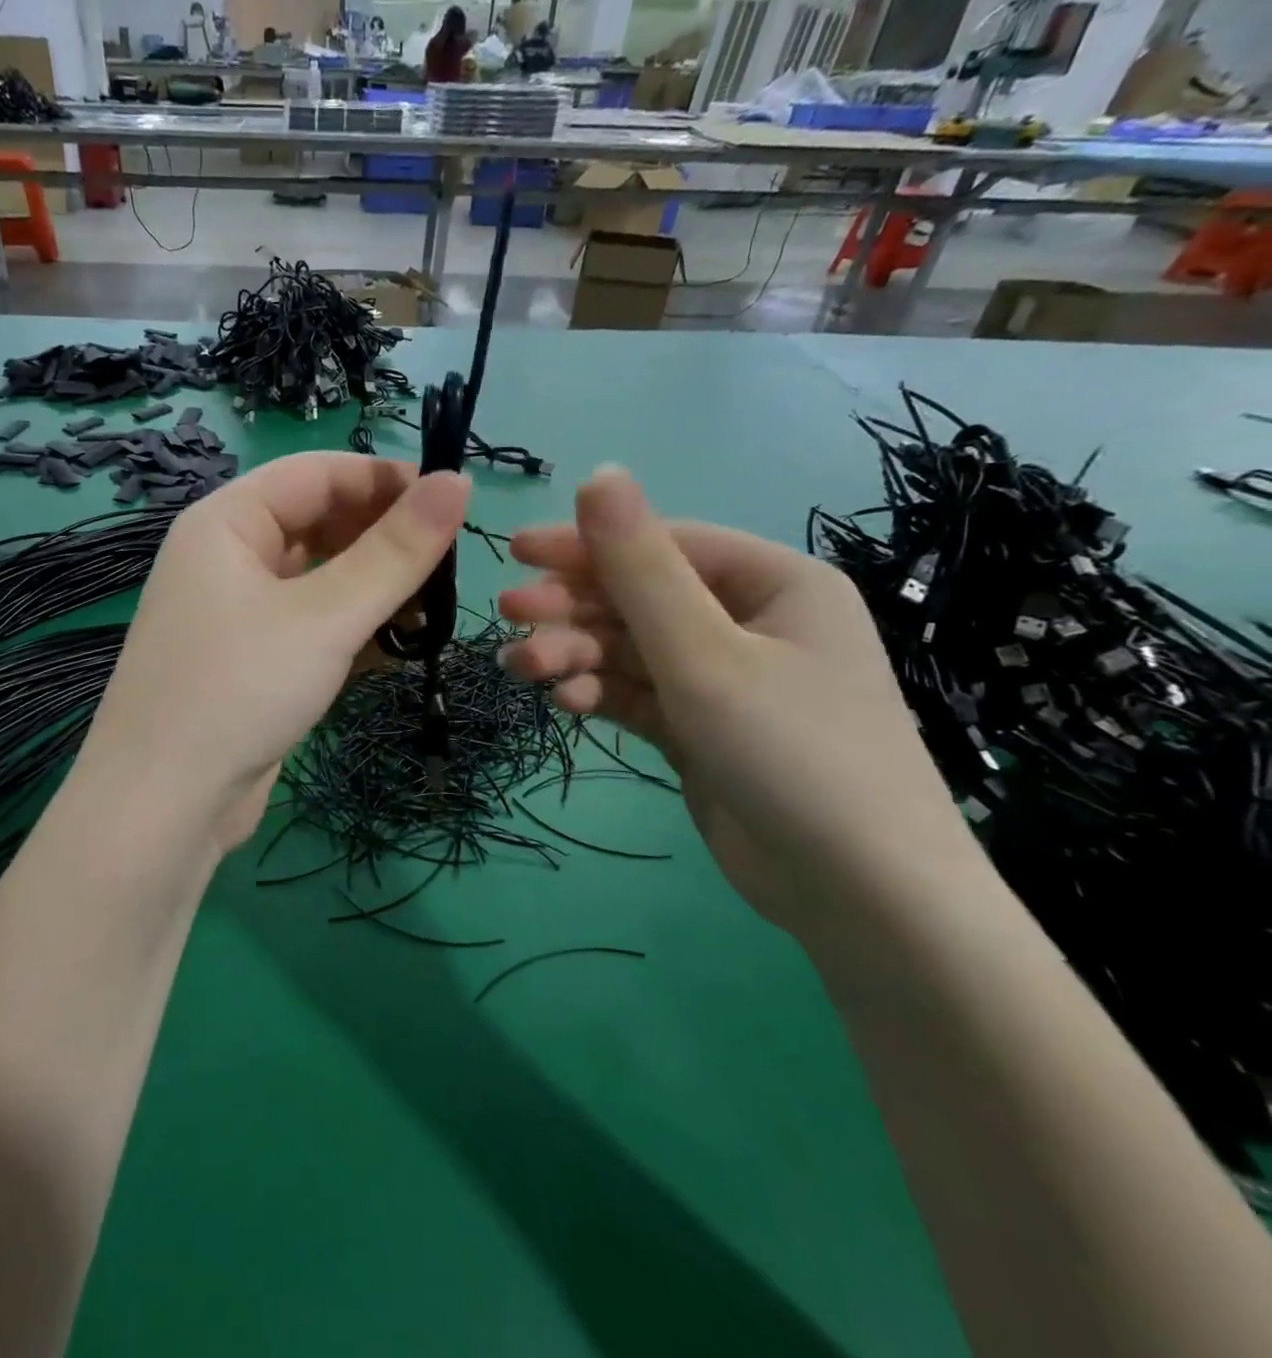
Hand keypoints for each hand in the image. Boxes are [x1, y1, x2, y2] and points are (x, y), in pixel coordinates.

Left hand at [83, 452, 469, 856]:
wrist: (163, 807)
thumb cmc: (239, 690)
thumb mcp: (325, 616)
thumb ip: (395, 552)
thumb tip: (458, 482)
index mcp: (226, 522)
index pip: (317, 473)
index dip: (385, 480)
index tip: (453, 502)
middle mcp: (226, 557)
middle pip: (318, 523)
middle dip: (383, 538)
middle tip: (449, 564)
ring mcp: (236, 613)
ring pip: (319, 578)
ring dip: (374, 588)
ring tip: (433, 608)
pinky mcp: (251, 662)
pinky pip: (311, 624)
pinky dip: (352, 628)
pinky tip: (397, 646)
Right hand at [498, 465, 974, 933]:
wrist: (860, 898)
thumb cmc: (793, 753)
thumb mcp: (705, 654)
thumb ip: (641, 568)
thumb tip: (600, 472)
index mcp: (772, 583)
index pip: (663, 544)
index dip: (587, 544)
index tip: (515, 553)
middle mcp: (749, 623)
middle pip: (641, 598)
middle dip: (575, 608)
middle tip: (511, 618)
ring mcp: (723, 679)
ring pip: (631, 649)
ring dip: (578, 655)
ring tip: (527, 669)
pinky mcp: (700, 728)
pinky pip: (638, 693)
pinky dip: (602, 694)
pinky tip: (569, 706)